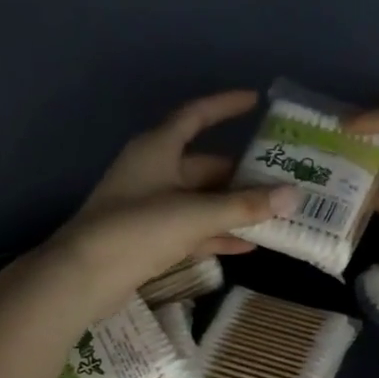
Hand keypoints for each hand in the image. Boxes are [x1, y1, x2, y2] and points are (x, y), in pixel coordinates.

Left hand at [52, 90, 299, 308]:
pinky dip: (217, 235)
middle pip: (205, 166)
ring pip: (201, 201)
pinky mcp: (149, 239)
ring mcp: (151, 207)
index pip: (196, 116)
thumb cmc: (138, 229)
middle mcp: (154, 171)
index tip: (256, 101)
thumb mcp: (196, 214)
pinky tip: (248, 246)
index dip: (225, 106)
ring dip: (233, 209)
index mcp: (158, 148)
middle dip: (242, 175)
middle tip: (282, 180)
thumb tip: (294, 195)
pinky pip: (192, 230)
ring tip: (274, 214)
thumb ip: (245, 206)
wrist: (84, 276)